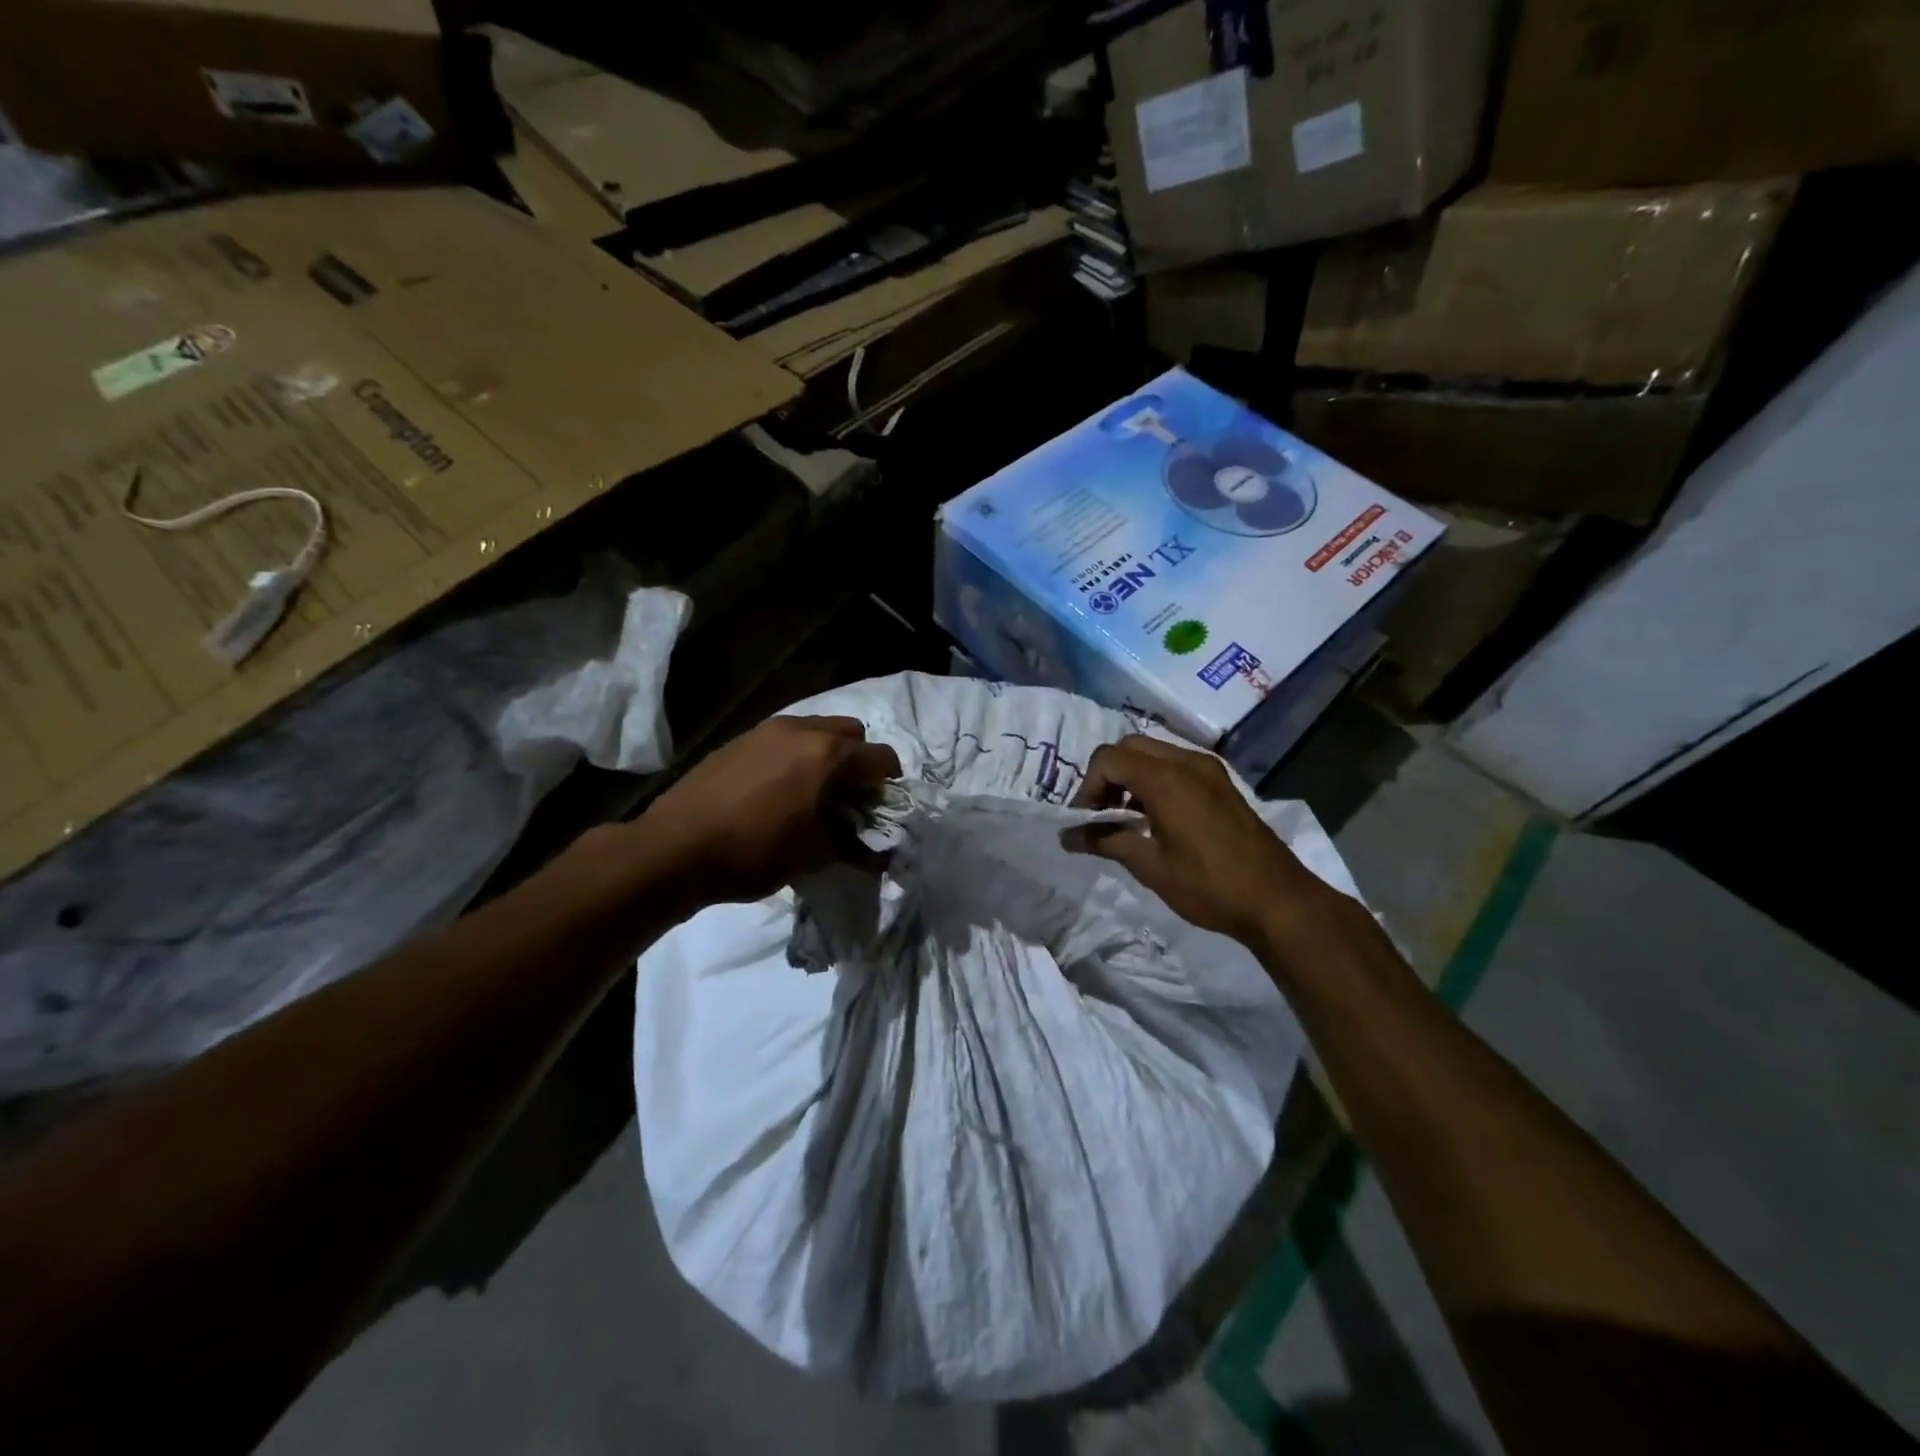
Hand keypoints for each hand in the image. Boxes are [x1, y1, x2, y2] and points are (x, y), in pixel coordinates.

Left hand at [641, 715, 900, 905]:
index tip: (883, 806)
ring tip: (814, 792)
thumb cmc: (754, 852)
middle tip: (851, 796)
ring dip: (827, 754)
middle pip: (851, 732)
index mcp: (827, 754)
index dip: (890, 781)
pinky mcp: (740, 739)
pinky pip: (784, 737)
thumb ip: (854, 848)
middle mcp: (801, 730)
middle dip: (860, 760)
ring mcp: (766, 730)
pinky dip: (797, 755)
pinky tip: (780, 790)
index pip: (880, 756)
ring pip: (816, 729)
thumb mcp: (812, 856)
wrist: (675, 848)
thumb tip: (882, 856)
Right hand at [1067, 735, 1358, 952]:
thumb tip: (1068, 837)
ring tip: (1124, 818)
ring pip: (1153, 752)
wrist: (1279, 901)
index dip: (1087, 787)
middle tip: (1100, 814)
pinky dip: (1154, 779)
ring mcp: (1208, 769)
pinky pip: (1175, 764)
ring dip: (1130, 776)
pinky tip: (1154, 817)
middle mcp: (1187, 761)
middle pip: (1129, 747)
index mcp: (1166, 779)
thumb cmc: (1210, 886)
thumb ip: (1107, 841)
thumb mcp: (1151, 867)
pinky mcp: (1221, 782)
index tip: (1085, 822)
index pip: (1108, 759)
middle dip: (1106, 776)